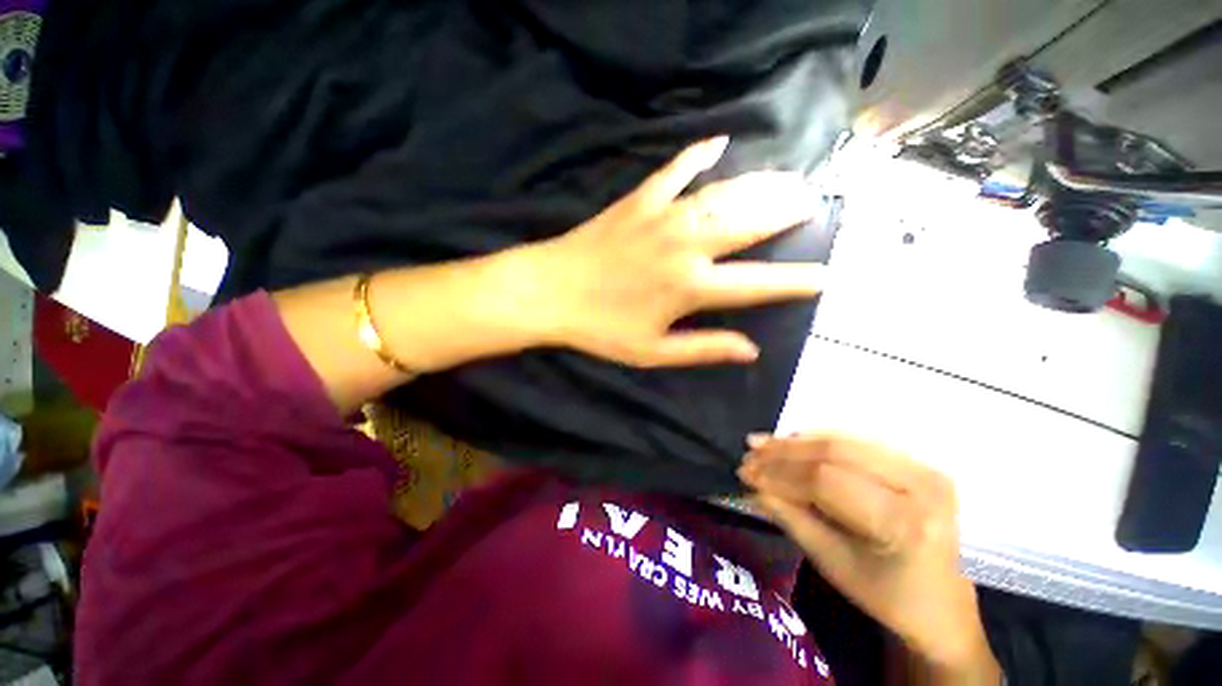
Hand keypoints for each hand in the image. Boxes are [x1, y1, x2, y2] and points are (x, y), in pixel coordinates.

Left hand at [533, 137, 824, 367]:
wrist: (551, 292)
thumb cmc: (601, 327)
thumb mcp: (652, 351)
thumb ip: (703, 348)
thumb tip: (750, 350)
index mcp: (690, 287)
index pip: (757, 283)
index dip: (795, 282)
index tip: (826, 276)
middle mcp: (686, 246)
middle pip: (749, 223)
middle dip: (787, 211)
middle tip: (814, 201)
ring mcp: (662, 217)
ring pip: (723, 194)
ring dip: (759, 184)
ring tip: (788, 178)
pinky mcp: (638, 201)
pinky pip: (674, 170)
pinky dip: (698, 154)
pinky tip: (718, 141)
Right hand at [738, 435, 1000, 680]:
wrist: (943, 605)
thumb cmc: (887, 596)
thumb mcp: (832, 563)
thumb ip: (790, 517)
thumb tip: (752, 485)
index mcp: (903, 523)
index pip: (826, 481)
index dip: (780, 473)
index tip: (745, 471)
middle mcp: (920, 486)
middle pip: (836, 453)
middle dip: (784, 451)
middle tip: (750, 452)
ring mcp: (924, 469)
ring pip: (844, 441)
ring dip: (797, 442)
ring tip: (764, 444)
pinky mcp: (918, 463)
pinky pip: (858, 443)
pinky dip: (819, 442)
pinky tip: (794, 443)